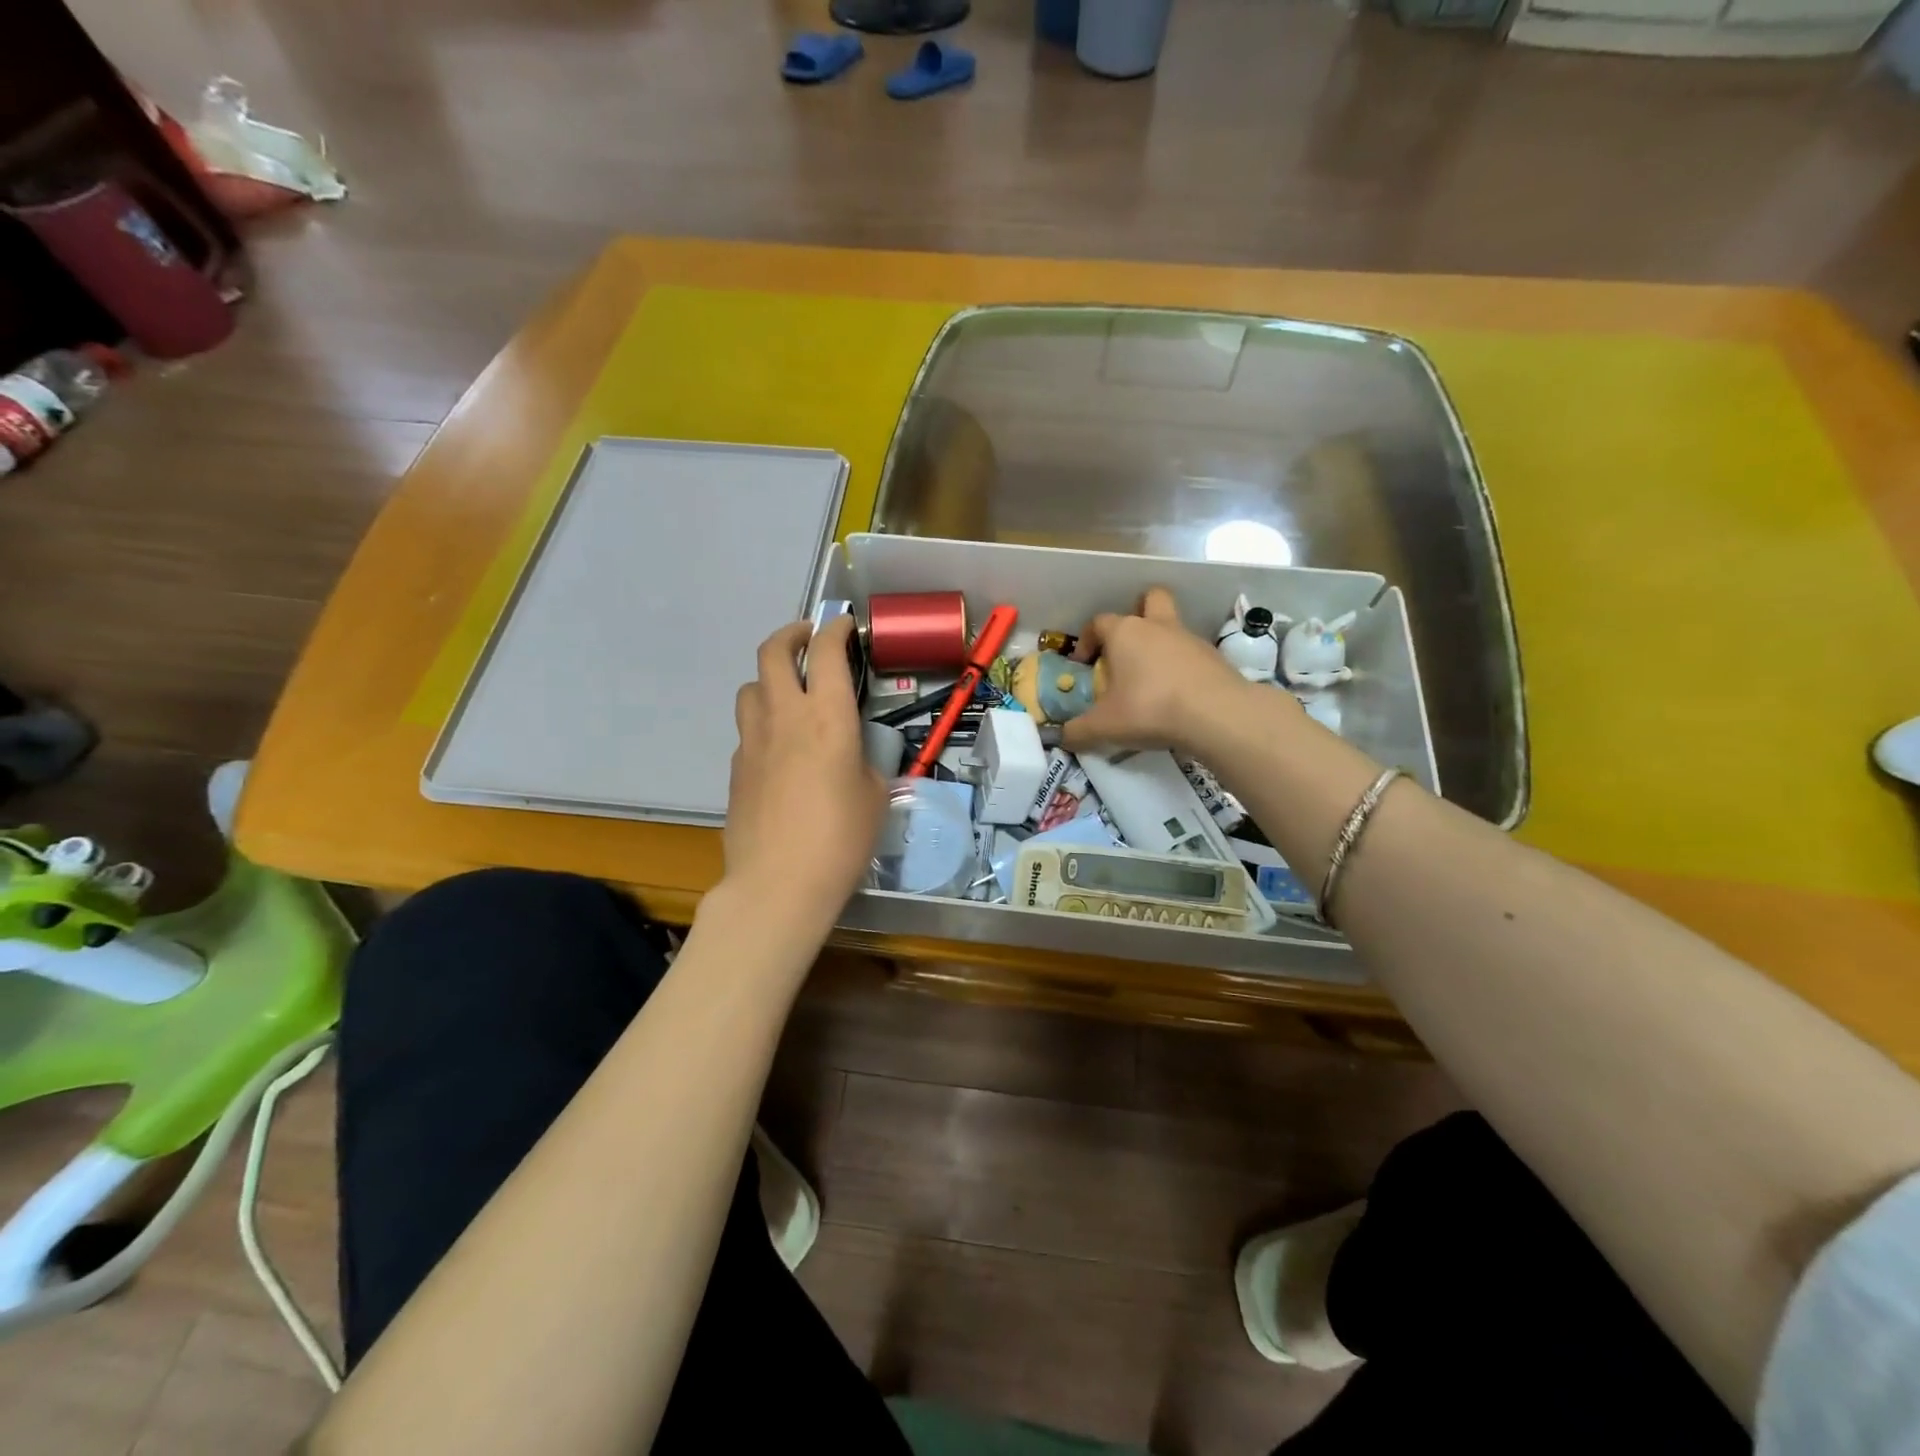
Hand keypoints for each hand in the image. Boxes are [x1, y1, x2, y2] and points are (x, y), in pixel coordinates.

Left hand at [725, 614, 885, 932]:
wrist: (778, 883)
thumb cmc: (841, 839)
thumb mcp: (874, 795)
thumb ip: (864, 762)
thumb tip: (852, 755)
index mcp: (827, 717)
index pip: (826, 652)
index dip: (836, 630)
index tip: (845, 626)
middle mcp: (784, 716)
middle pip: (773, 652)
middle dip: (791, 635)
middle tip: (808, 640)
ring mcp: (752, 740)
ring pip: (750, 686)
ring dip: (770, 678)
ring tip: (789, 694)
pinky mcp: (735, 767)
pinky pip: (748, 729)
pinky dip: (763, 723)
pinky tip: (780, 750)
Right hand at [1063, 587, 1276, 756]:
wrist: (1216, 714)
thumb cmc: (1149, 708)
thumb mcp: (1104, 726)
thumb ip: (1078, 731)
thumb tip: (1063, 737)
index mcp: (1125, 632)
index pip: (1099, 622)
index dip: (1087, 640)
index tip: (1084, 664)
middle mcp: (1157, 626)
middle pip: (1149, 599)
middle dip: (1137, 612)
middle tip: (1128, 645)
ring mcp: (1190, 639)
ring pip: (1172, 626)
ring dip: (1160, 644)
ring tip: (1151, 680)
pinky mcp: (1214, 658)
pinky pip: (1191, 654)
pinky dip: (1182, 667)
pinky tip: (1177, 695)